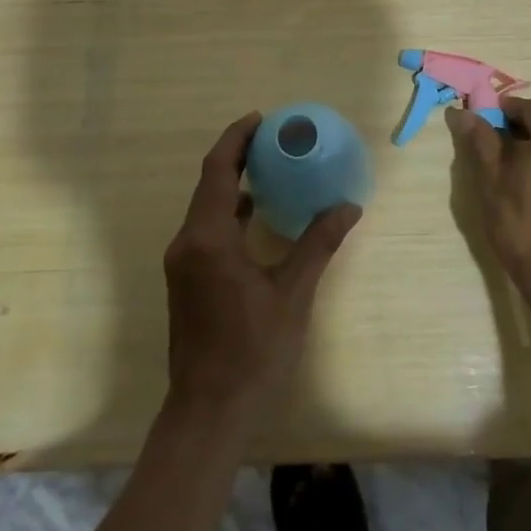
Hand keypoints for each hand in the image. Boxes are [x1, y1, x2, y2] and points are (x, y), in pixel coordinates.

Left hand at [163, 113, 361, 418]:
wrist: (207, 412)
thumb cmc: (253, 351)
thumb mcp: (293, 294)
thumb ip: (318, 243)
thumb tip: (348, 206)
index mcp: (209, 238)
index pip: (218, 170)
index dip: (237, 138)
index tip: (262, 118)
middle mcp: (187, 242)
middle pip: (209, 183)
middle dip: (237, 155)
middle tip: (273, 138)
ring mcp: (182, 263)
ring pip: (205, 206)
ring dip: (232, 182)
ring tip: (269, 167)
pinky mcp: (185, 279)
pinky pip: (206, 228)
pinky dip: (229, 211)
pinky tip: (256, 215)